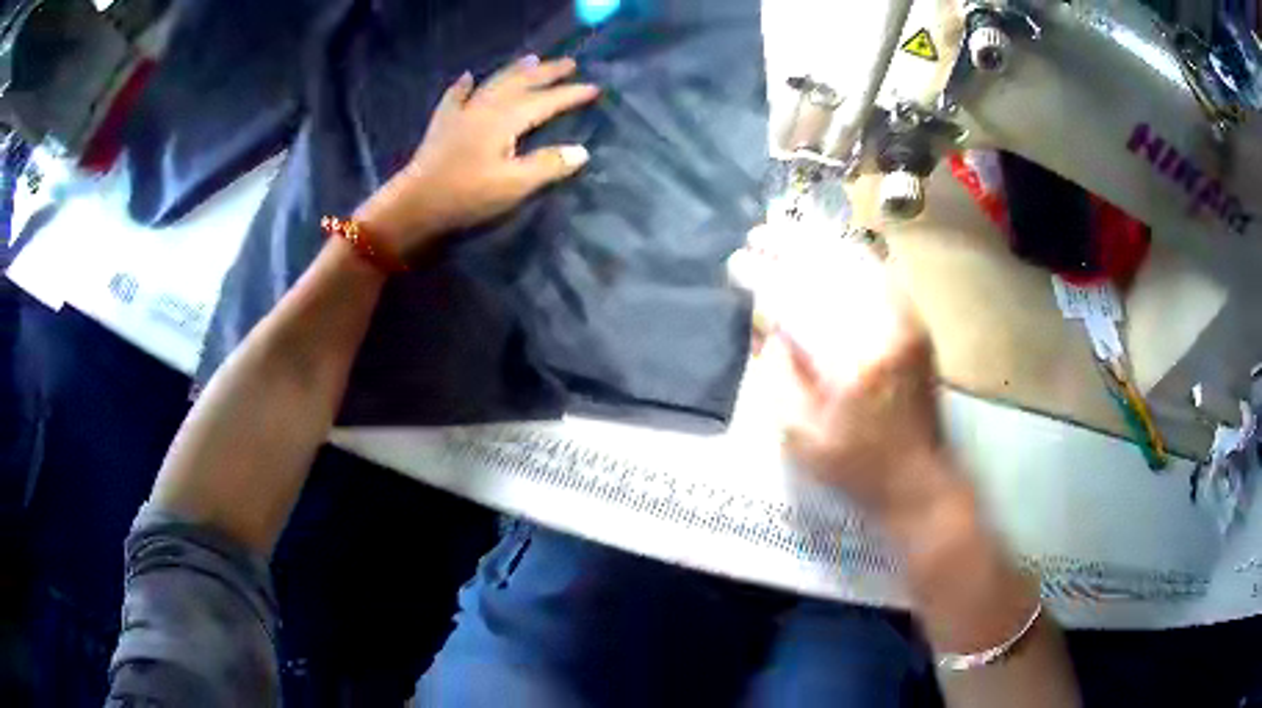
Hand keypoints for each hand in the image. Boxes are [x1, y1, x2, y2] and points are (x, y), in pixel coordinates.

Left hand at [356, 56, 599, 258]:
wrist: (414, 204)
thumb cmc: (466, 195)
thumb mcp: (512, 185)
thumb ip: (547, 165)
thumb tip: (582, 151)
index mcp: (505, 120)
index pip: (546, 101)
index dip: (570, 94)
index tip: (595, 88)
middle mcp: (485, 108)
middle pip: (521, 83)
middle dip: (546, 72)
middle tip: (569, 63)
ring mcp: (461, 113)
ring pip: (493, 83)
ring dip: (514, 71)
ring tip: (531, 59)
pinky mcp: (442, 124)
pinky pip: (455, 97)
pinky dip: (463, 86)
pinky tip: (467, 77)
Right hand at [731, 226, 952, 520]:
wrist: (918, 478)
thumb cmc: (854, 466)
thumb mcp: (799, 435)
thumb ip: (779, 373)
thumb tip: (769, 323)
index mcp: (847, 364)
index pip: (797, 303)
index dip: (763, 278)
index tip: (737, 263)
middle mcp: (881, 331)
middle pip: (829, 270)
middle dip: (789, 246)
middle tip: (758, 233)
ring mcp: (905, 322)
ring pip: (857, 263)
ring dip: (819, 242)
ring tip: (787, 229)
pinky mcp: (916, 323)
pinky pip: (881, 274)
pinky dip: (851, 254)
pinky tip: (829, 246)